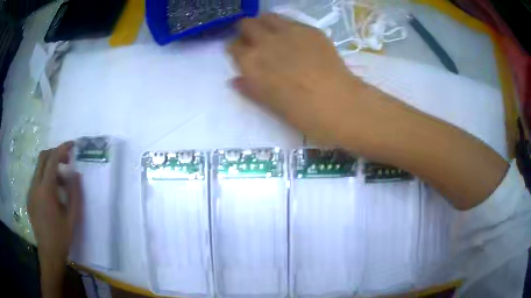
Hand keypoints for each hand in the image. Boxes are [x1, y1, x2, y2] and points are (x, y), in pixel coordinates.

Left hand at [28, 141, 81, 296]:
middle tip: (67, 160)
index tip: (72, 145)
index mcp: (45, 191)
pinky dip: (46, 178)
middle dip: (55, 154)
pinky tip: (54, 194)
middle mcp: (35, 187)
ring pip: (39, 168)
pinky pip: (37, 180)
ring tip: (62, 182)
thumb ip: (75, 194)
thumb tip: (76, 174)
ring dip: (51, 168)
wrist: (49, 254)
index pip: (52, 160)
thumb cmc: (62, 238)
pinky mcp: (29, 198)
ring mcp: (30, 192)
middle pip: (42, 158)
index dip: (62, 149)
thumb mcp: (72, 218)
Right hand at [229, 14, 362, 143]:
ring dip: (265, 23)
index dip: (237, 49)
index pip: (233, 46)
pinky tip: (297, 39)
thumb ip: (249, 88)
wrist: (337, 103)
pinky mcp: (310, 30)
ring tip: (273, 34)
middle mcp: (265, 41)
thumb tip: (235, 80)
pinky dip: (287, 27)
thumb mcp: (269, 103)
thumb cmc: (301, 112)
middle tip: (255, 39)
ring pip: (267, 17)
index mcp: (251, 62)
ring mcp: (289, 32)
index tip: (242, 54)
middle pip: (246, 24)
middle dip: (246, 30)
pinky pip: (292, 21)